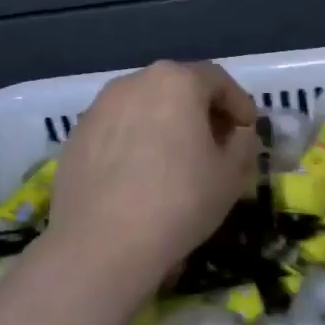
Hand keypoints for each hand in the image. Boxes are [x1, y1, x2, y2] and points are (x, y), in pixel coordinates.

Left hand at [44, 61, 257, 296]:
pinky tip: (141, 174)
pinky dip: (136, 140)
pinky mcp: (77, 134)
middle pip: (178, 87)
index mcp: (177, 81)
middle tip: (217, 143)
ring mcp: (100, 106)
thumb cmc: (179, 202)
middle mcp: (135, 82)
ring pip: (145, 105)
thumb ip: (243, 144)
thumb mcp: (230, 176)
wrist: (101, 244)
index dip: (239, 103)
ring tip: (177, 159)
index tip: (248, 129)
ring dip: (167, 124)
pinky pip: (118, 128)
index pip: (218, 80)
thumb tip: (238, 134)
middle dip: (202, 111)